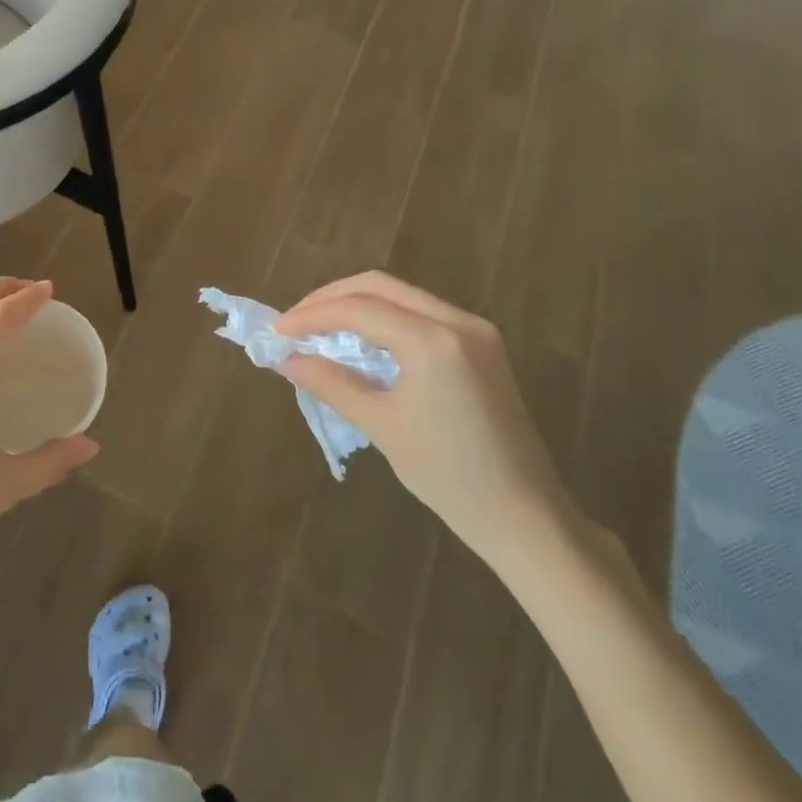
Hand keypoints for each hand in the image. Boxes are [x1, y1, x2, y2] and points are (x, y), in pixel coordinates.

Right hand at [274, 272, 575, 568]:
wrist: (525, 515)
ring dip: (357, 305)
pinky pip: (421, 313)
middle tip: (295, 322)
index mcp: (433, 341)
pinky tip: (361, 340)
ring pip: (401, 295)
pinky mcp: (482, 344)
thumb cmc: (448, 476)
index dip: (311, 315)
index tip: (276, 331)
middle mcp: (457, 321)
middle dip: (330, 298)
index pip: (358, 309)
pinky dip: (384, 318)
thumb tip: (286, 360)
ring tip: (319, 329)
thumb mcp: (381, 426)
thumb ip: (330, 383)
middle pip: (379, 286)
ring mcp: (475, 329)